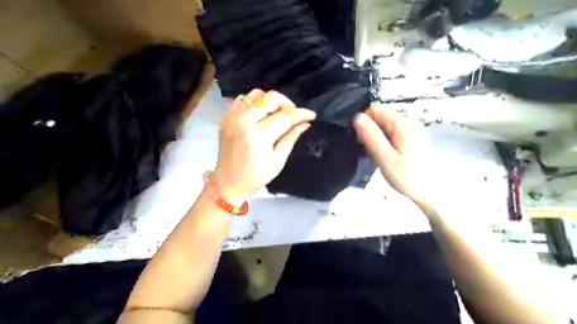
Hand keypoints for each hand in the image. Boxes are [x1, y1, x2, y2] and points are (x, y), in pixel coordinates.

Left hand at [215, 89, 316, 202]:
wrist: (228, 183)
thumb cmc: (256, 176)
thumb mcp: (278, 160)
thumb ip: (291, 138)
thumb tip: (305, 123)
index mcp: (257, 136)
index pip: (285, 116)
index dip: (301, 114)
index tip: (311, 115)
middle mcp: (243, 121)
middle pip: (270, 98)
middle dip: (287, 104)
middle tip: (293, 115)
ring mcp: (232, 117)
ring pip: (257, 94)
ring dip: (271, 101)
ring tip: (277, 114)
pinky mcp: (227, 117)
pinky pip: (243, 99)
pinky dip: (256, 102)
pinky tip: (261, 114)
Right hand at [355, 106, 435, 203]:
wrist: (433, 194)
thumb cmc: (408, 177)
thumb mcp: (385, 158)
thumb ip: (371, 137)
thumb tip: (357, 117)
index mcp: (402, 125)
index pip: (377, 110)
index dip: (363, 120)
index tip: (357, 137)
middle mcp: (409, 123)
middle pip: (381, 117)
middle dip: (368, 129)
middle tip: (362, 149)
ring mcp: (412, 132)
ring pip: (385, 127)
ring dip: (374, 137)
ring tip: (369, 154)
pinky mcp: (413, 141)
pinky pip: (392, 135)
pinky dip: (383, 142)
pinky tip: (381, 156)